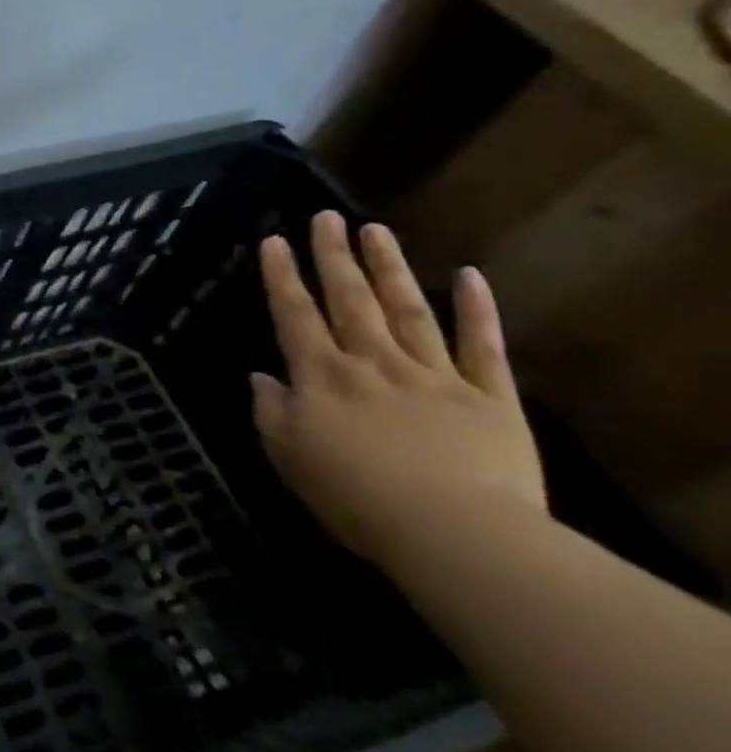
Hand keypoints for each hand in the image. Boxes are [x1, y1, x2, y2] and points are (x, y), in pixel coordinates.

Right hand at [253, 211, 546, 569]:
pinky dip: (477, 311)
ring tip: (376, 229)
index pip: (295, 316)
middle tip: (326, 217)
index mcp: (322, 378)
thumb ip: (271, 413)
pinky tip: (469, 276)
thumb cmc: (356, 499)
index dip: (282, 278)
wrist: (456, 534)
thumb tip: (262, 377)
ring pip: (408, 310)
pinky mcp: (489, 399)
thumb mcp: (290, 458)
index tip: (275, 240)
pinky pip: (482, 348)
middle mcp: (372, 363)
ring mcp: (433, 375)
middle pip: (349, 300)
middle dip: (334, 257)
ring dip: (389, 268)